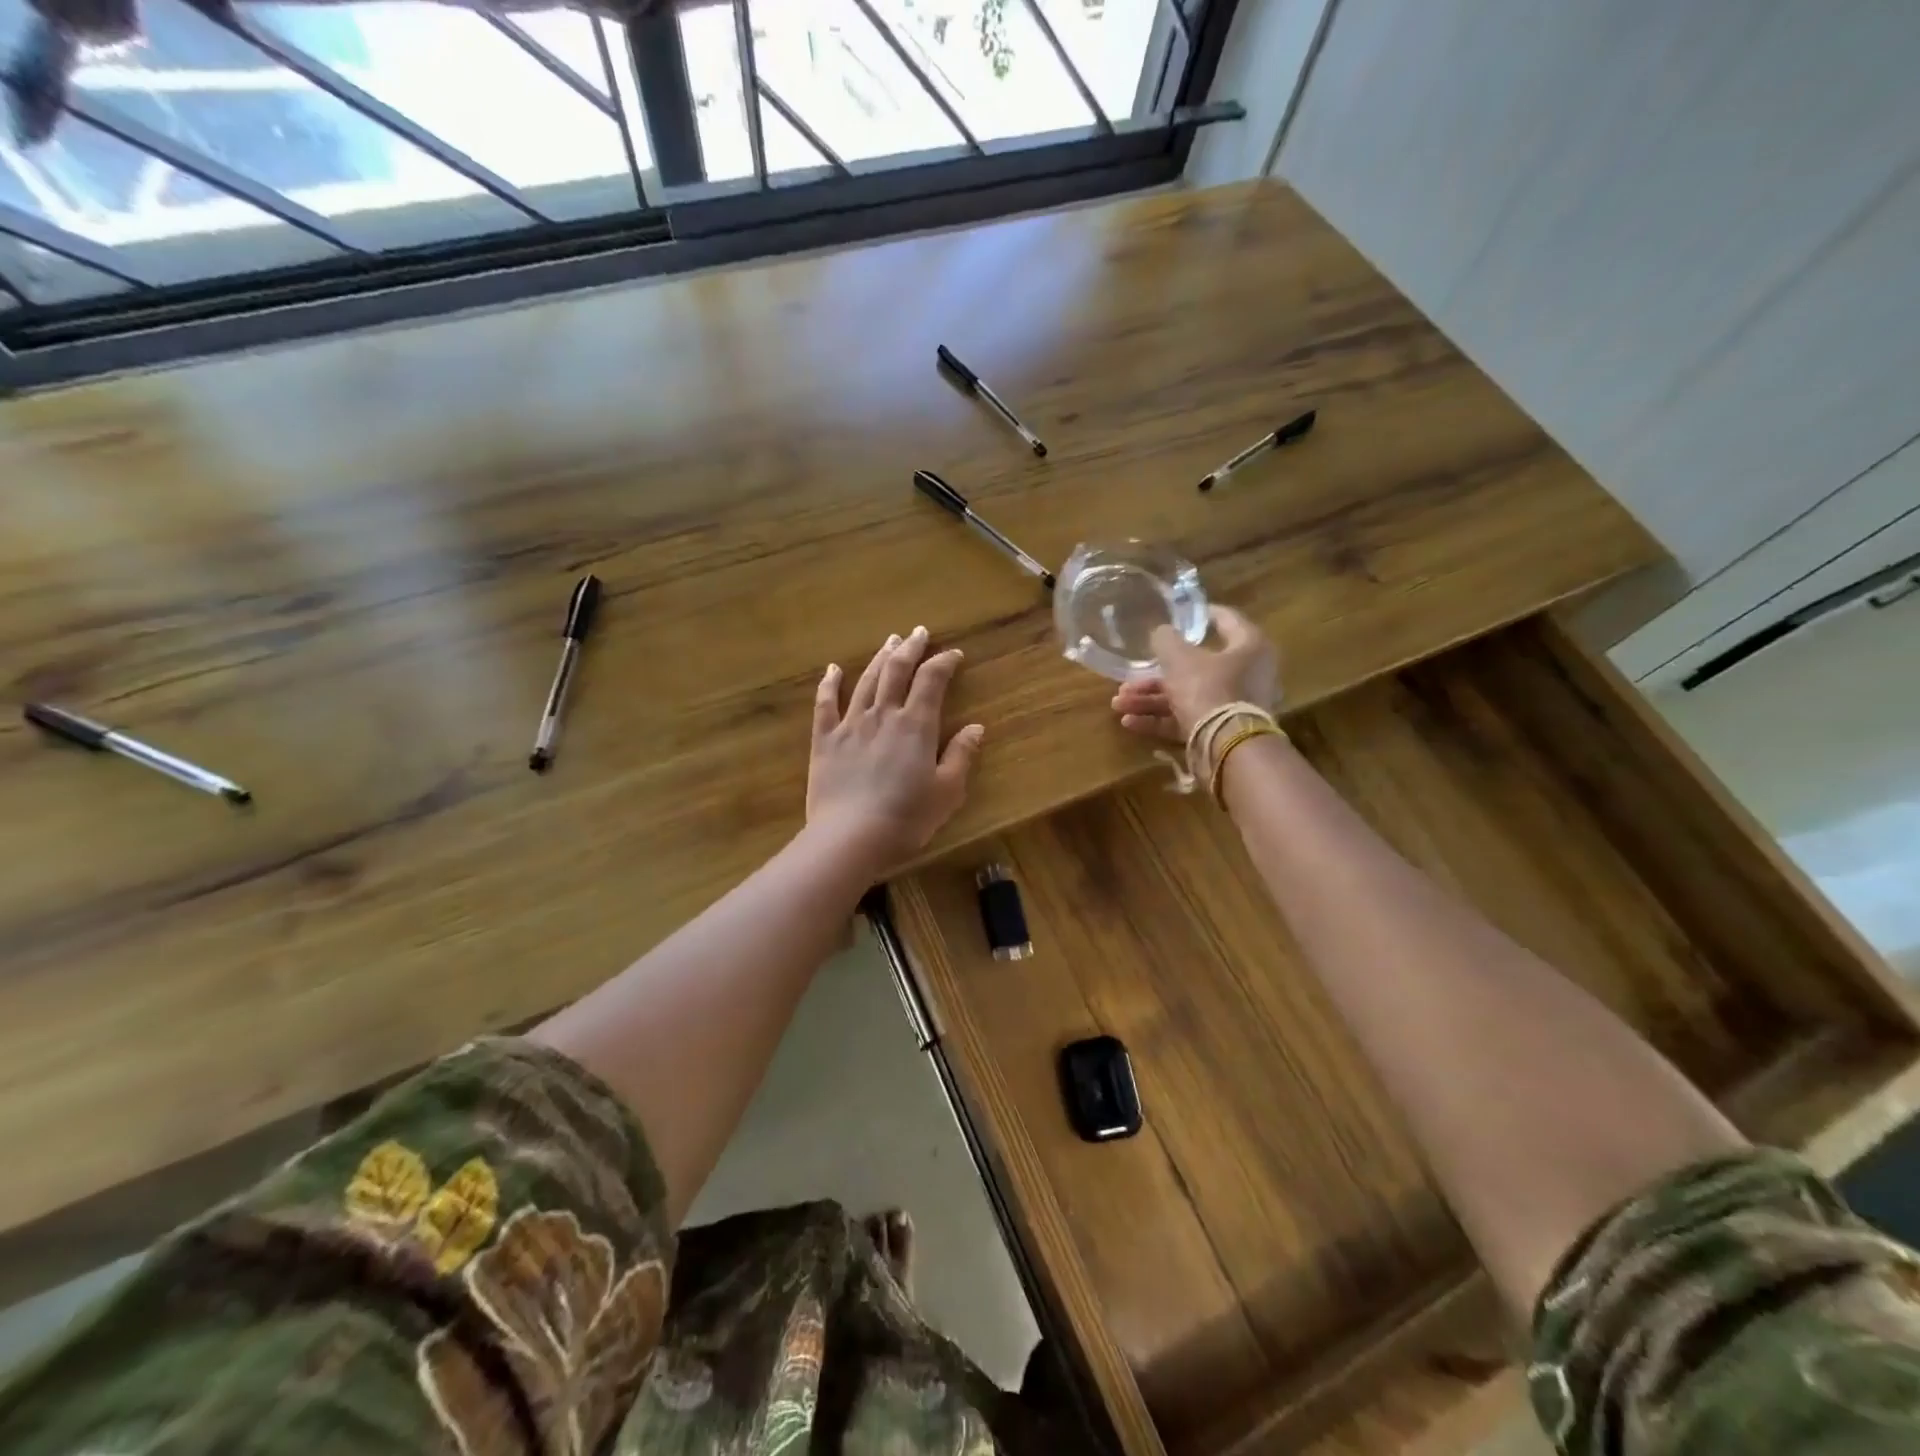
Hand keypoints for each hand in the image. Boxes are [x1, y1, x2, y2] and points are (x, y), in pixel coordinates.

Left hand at [807, 626, 984, 870]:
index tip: (954, 655)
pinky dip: (829, 683)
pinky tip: (833, 669)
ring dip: (879, 658)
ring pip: (866, 680)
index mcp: (916, 725)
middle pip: (897, 670)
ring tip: (890, 641)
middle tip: (919, 632)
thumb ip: (961, 755)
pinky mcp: (825, 740)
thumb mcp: (947, 791)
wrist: (850, 837)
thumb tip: (975, 727)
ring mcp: (850, 724)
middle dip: (911, 648)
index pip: (932, 680)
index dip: (944, 662)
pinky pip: (825, 703)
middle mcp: (883, 714)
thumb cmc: (906, 818)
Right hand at [1110, 605, 1279, 742]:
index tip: (1180, 613)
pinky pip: (1186, 720)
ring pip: (1186, 696)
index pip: (1227, 620)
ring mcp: (1233, 706)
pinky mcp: (1220, 731)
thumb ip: (1166, 641)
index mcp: (1248, 647)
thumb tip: (1161, 631)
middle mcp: (1246, 674)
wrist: (1227, 747)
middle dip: (1155, 675)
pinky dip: (1159, 720)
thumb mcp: (1180, 659)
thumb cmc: (1208, 689)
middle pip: (1195, 667)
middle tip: (1128, 677)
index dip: (1201, 614)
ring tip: (1118, 703)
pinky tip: (1128, 722)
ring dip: (1150, 700)